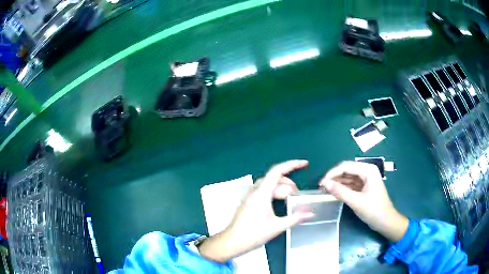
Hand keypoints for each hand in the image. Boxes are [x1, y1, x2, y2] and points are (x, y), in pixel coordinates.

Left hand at [198, 160, 313, 261]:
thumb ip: (295, 218)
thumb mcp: (277, 227)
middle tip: (298, 196)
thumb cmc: (254, 234)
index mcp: (262, 193)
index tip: (304, 163)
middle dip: (289, 183)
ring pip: (269, 184)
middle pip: (275, 178)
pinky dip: (274, 193)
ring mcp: (250, 195)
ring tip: (291, 200)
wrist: (233, 241)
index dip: (292, 164)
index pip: (277, 171)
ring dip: (282, 189)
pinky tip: (280, 203)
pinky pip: (264, 191)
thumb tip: (311, 213)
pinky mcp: (249, 201)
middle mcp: (255, 191)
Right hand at [319, 161, 407, 241]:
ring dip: (337, 183)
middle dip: (333, 178)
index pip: (346, 166)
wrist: (386, 222)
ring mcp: (365, 179)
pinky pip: (350, 184)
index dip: (332, 173)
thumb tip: (324, 183)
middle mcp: (367, 171)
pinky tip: (334, 192)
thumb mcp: (356, 202)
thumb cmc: (374, 211)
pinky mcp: (363, 187)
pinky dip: (342, 188)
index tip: (320, 184)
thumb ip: (340, 192)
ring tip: (325, 191)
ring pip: (347, 177)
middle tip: (321, 188)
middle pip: (346, 170)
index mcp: (368, 170)